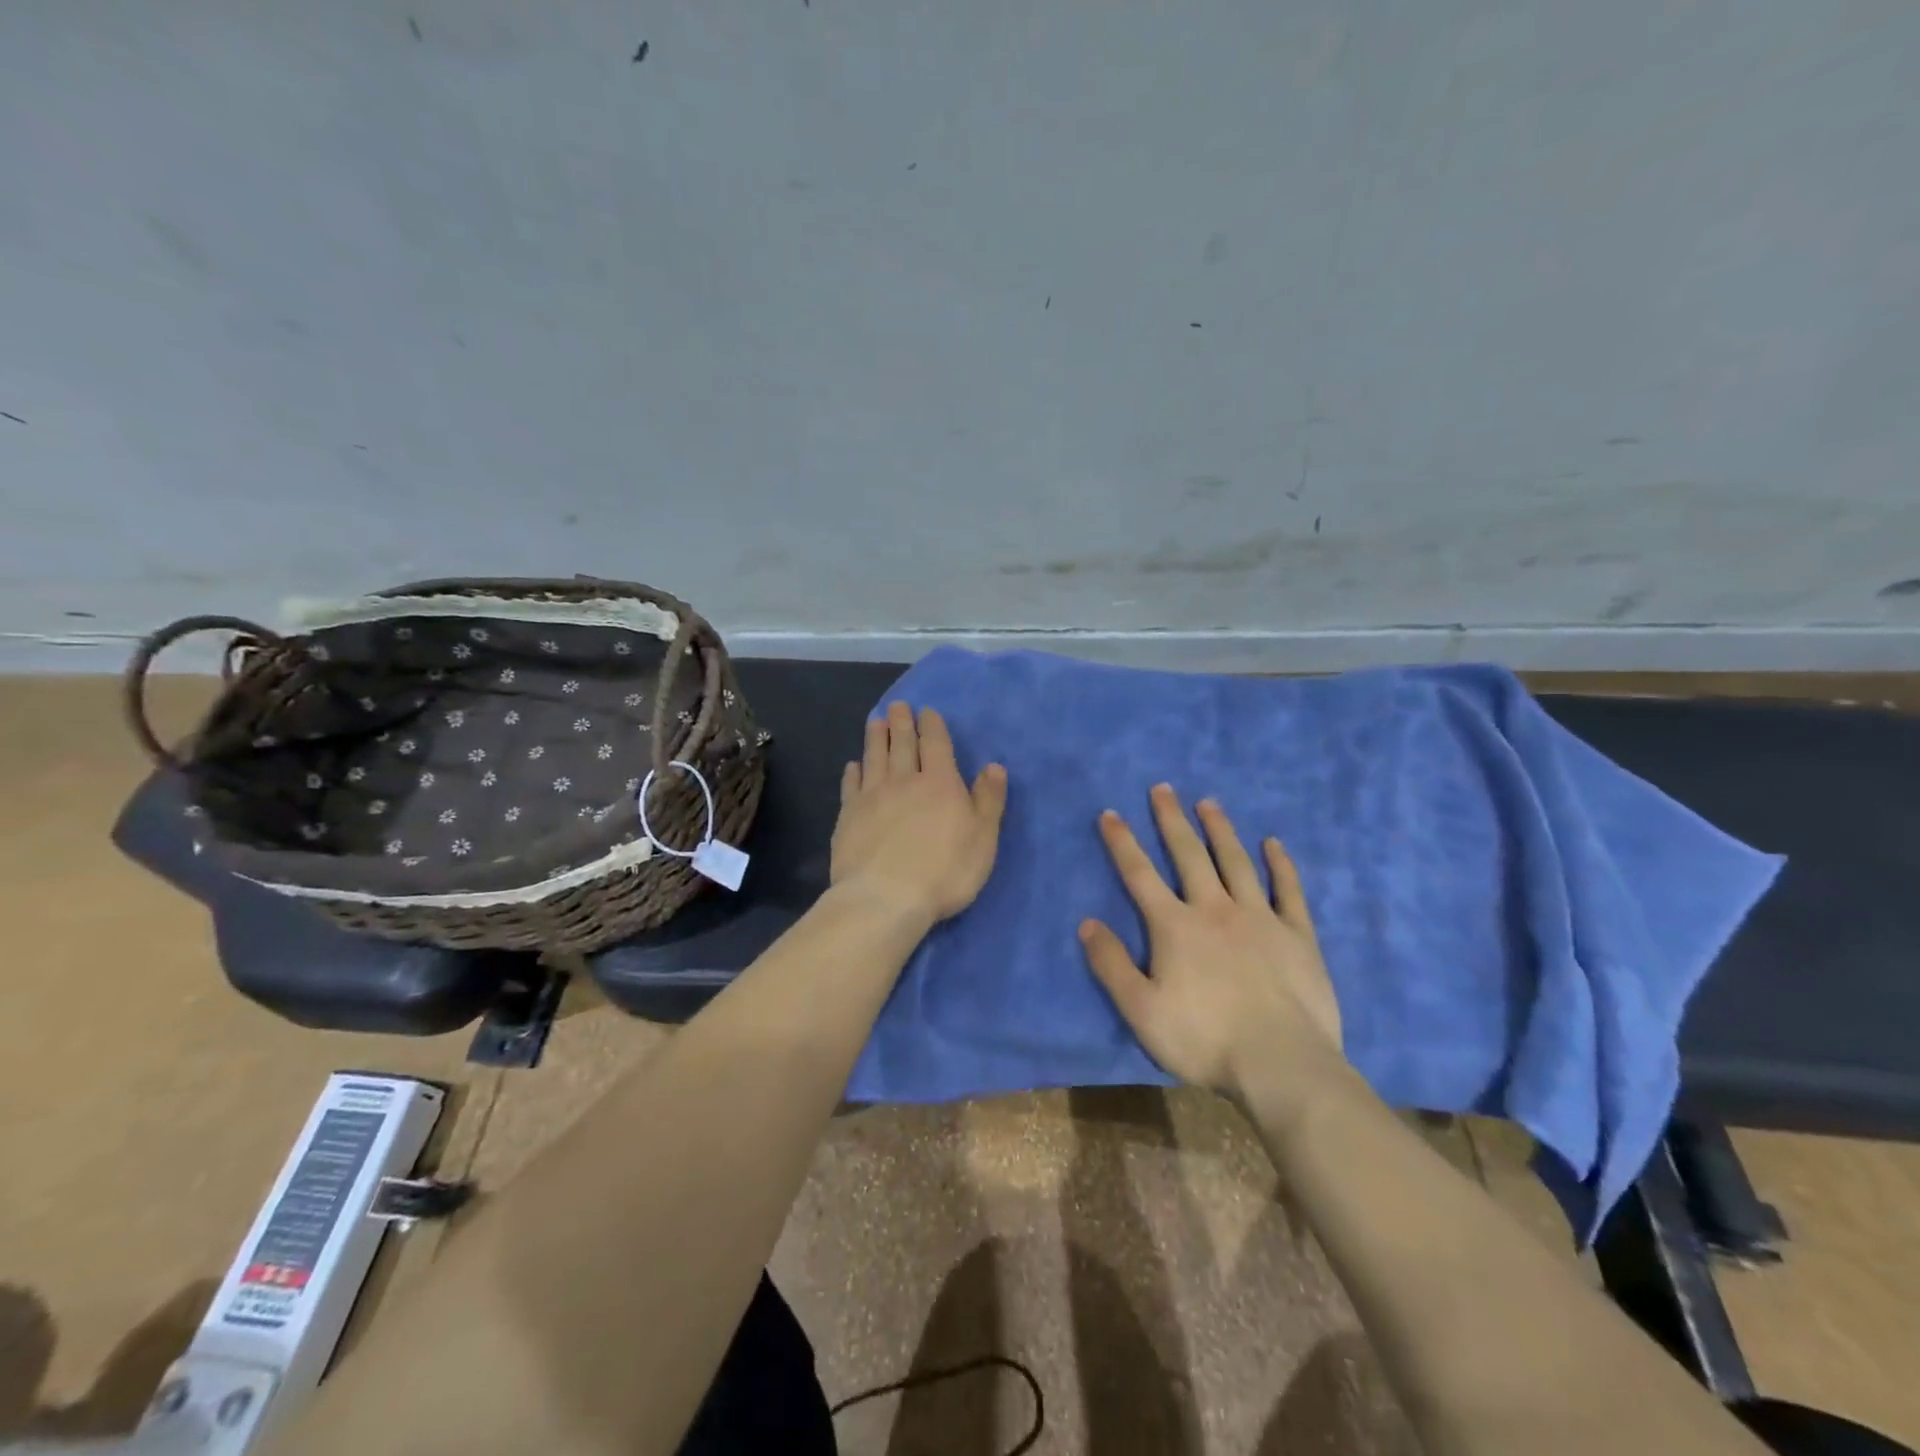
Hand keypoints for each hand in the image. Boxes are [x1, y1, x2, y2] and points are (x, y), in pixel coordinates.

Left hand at [831, 702, 1008, 927]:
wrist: (885, 897)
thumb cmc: (945, 871)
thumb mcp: (983, 838)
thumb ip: (989, 800)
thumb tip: (994, 766)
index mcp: (939, 783)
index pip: (936, 744)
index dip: (932, 726)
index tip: (926, 711)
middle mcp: (904, 781)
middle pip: (902, 745)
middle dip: (901, 723)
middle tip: (897, 706)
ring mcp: (872, 797)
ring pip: (874, 758)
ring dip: (875, 738)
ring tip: (875, 721)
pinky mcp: (848, 816)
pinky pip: (851, 786)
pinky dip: (853, 772)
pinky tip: (853, 766)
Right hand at [1079, 784, 1342, 1093]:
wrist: (1281, 1063)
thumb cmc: (1204, 1040)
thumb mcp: (1140, 1010)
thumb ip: (1111, 964)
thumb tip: (1086, 922)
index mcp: (1175, 926)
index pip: (1140, 875)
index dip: (1122, 842)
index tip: (1110, 813)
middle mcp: (1215, 909)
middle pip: (1189, 855)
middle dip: (1172, 820)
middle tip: (1163, 788)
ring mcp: (1260, 918)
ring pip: (1236, 862)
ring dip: (1220, 830)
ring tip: (1209, 802)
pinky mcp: (1296, 935)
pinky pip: (1288, 890)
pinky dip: (1280, 865)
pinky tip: (1273, 843)